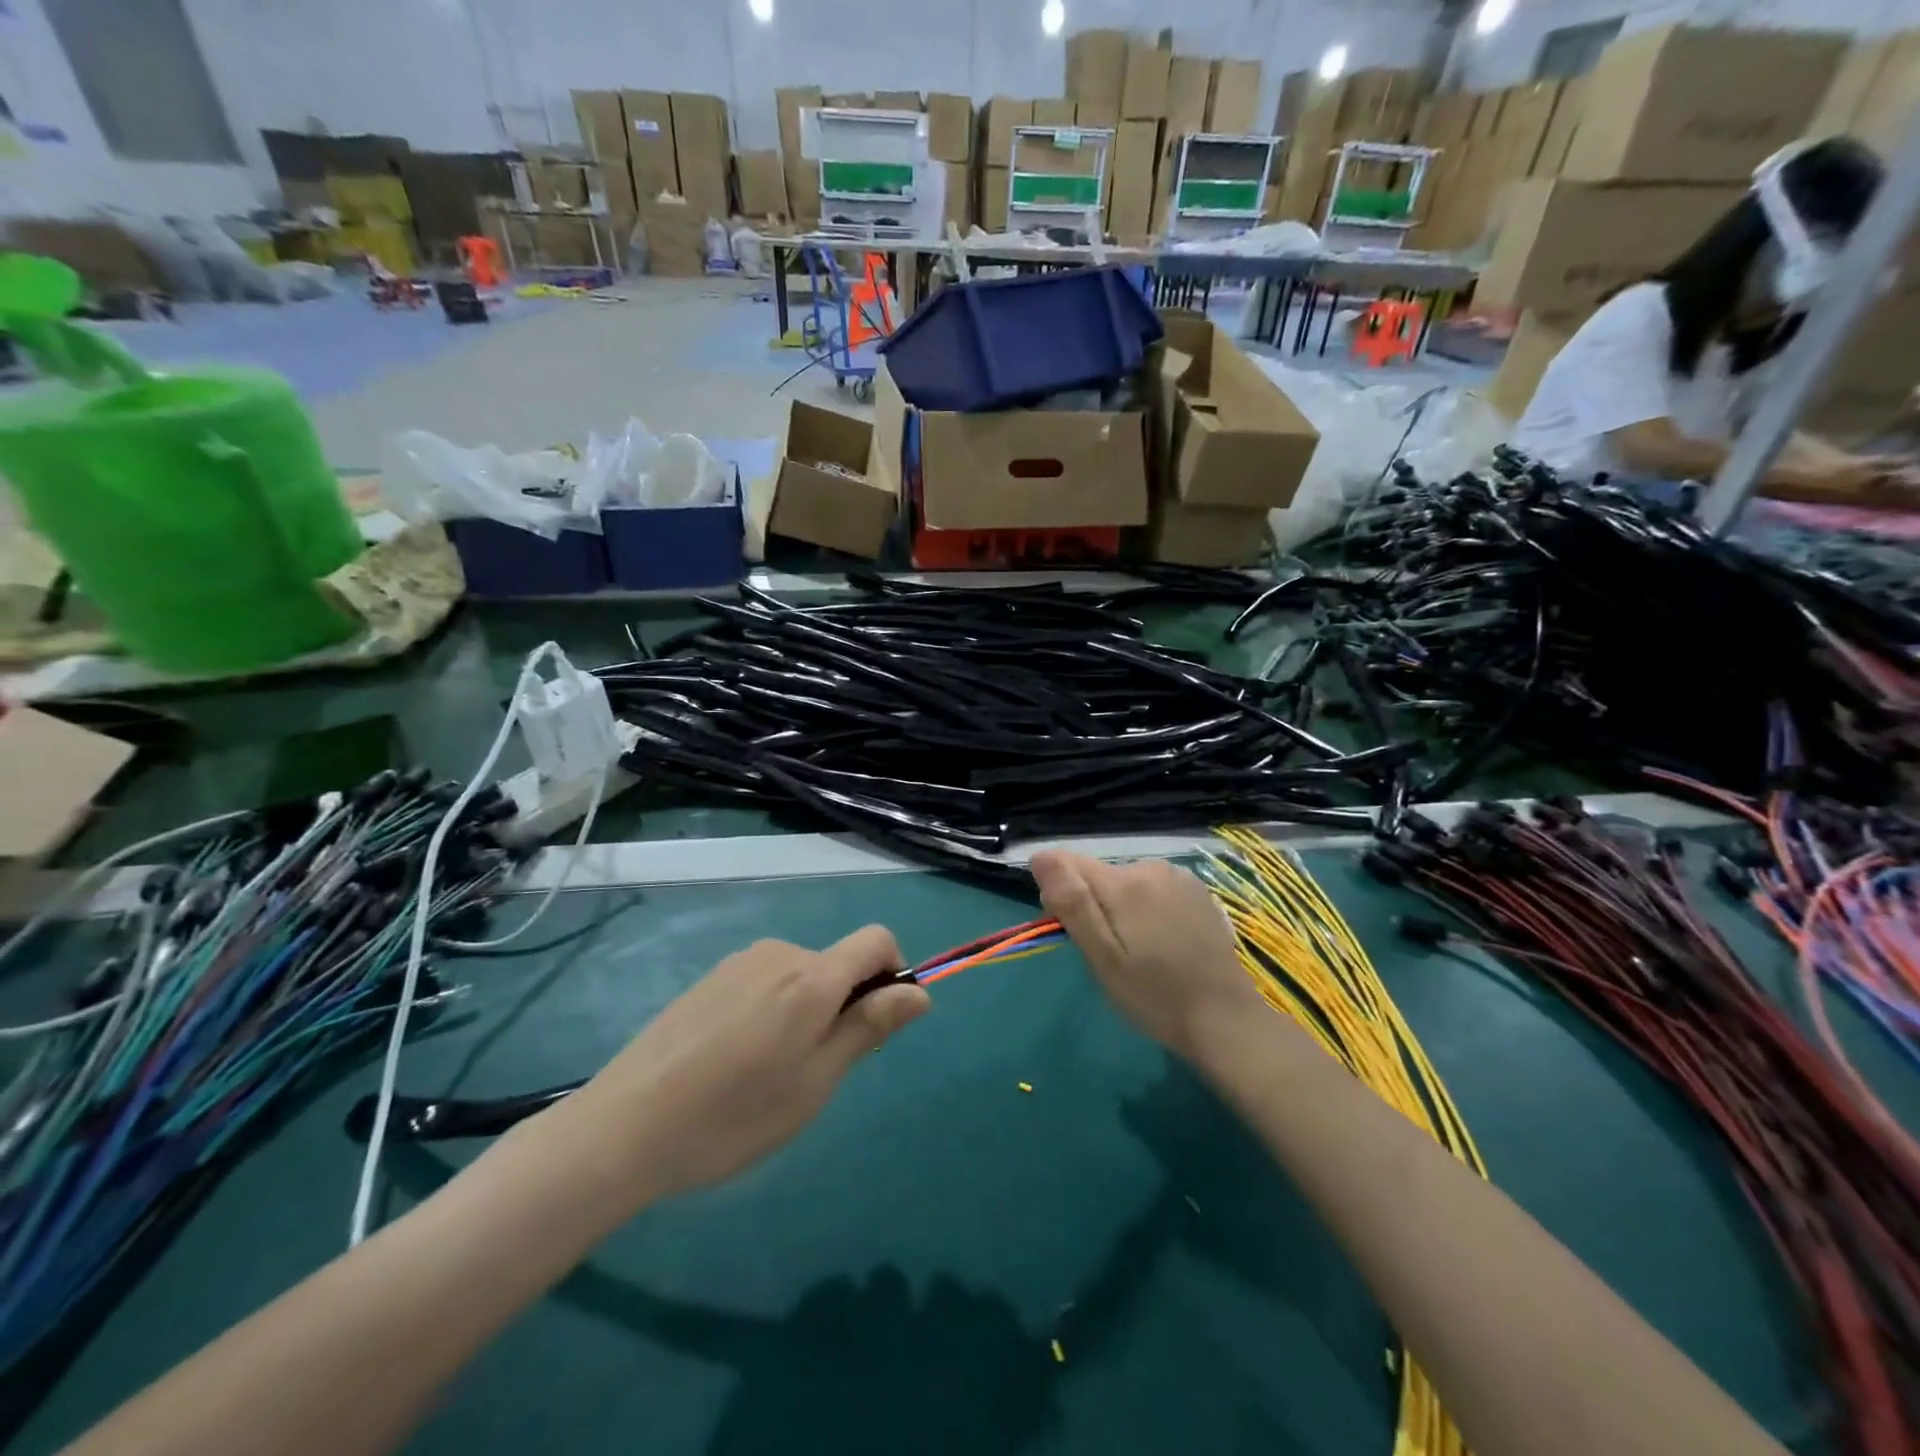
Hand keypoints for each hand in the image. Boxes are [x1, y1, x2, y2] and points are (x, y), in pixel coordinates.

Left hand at [559, 928, 928, 1205]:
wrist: (623, 1127)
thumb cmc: (733, 1116)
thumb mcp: (815, 1083)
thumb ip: (869, 1028)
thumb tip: (920, 991)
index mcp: (812, 977)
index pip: (877, 940)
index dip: (894, 973)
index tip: (875, 1026)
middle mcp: (780, 953)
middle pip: (838, 962)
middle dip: (845, 1004)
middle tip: (813, 1072)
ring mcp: (740, 962)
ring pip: (801, 975)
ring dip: (807, 1010)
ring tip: (767, 1073)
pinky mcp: (711, 977)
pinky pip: (766, 981)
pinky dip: (773, 1010)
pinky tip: (734, 1061)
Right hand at [1031, 850, 1261, 1061]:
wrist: (1226, 1019)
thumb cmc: (1154, 995)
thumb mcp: (1102, 957)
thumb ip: (1072, 903)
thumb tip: (1040, 857)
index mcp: (1124, 882)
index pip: (1067, 863)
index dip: (1059, 894)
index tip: (1069, 930)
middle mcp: (1151, 867)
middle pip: (1098, 874)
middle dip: (1092, 905)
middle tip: (1108, 955)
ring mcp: (1179, 878)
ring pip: (1126, 883)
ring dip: (1120, 908)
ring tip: (1137, 953)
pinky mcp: (1198, 893)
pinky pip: (1153, 890)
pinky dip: (1147, 910)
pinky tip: (1163, 944)